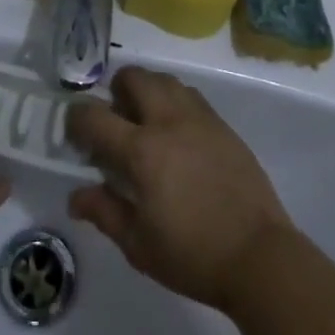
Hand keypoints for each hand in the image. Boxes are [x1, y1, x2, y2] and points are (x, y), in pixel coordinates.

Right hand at [66, 66, 293, 313]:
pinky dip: (173, 100)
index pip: (95, 117)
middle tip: (114, 119)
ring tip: (145, 121)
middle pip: (133, 78)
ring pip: (163, 79)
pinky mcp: (221, 123)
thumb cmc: (193, 256)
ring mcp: (198, 117)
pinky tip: (176, 131)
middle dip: (115, 90)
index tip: (74, 132)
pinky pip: (189, 94)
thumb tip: (76, 195)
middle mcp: (167, 121)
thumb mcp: (139, 245)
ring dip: (146, 90)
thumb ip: (105, 212)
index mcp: (142, 151)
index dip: (77, 119)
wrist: (259, 255)